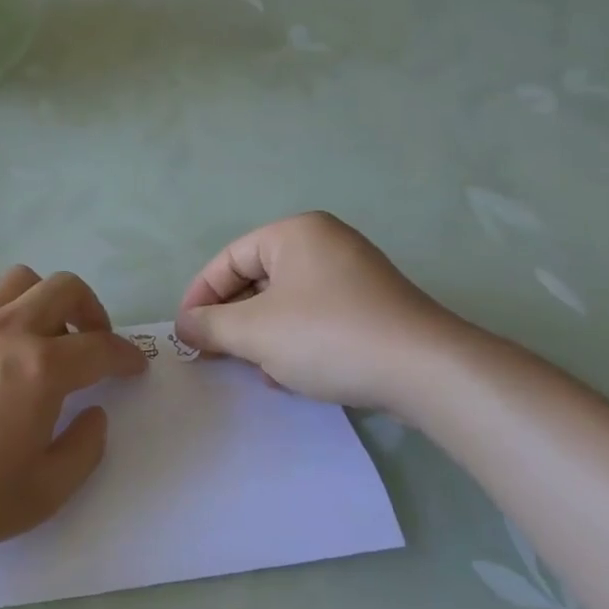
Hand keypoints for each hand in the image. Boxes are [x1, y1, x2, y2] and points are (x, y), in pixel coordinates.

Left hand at [0, 266, 146, 564]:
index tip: (136, 366)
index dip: (127, 355)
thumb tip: (95, 414)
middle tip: (94, 342)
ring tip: (43, 336)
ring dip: (45, 299)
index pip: (100, 347)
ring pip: (19, 280)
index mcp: (40, 368)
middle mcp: (6, 330)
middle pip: (64, 288)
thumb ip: (84, 450)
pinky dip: (3, 308)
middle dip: (93, 310)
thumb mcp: (41, 494)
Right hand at [175, 212, 475, 413]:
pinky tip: (287, 375)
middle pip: (258, 279)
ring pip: (286, 302)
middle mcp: (325, 243)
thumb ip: (210, 326)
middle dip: (232, 319)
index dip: (201, 295)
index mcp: (294, 233)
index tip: (185, 332)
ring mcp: (354, 274)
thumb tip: (184, 326)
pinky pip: (317, 316)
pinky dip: (294, 340)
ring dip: (261, 335)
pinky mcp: (373, 306)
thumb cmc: (327, 336)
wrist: (424, 371)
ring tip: (249, 368)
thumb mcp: (255, 332)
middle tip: (213, 353)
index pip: (229, 258)